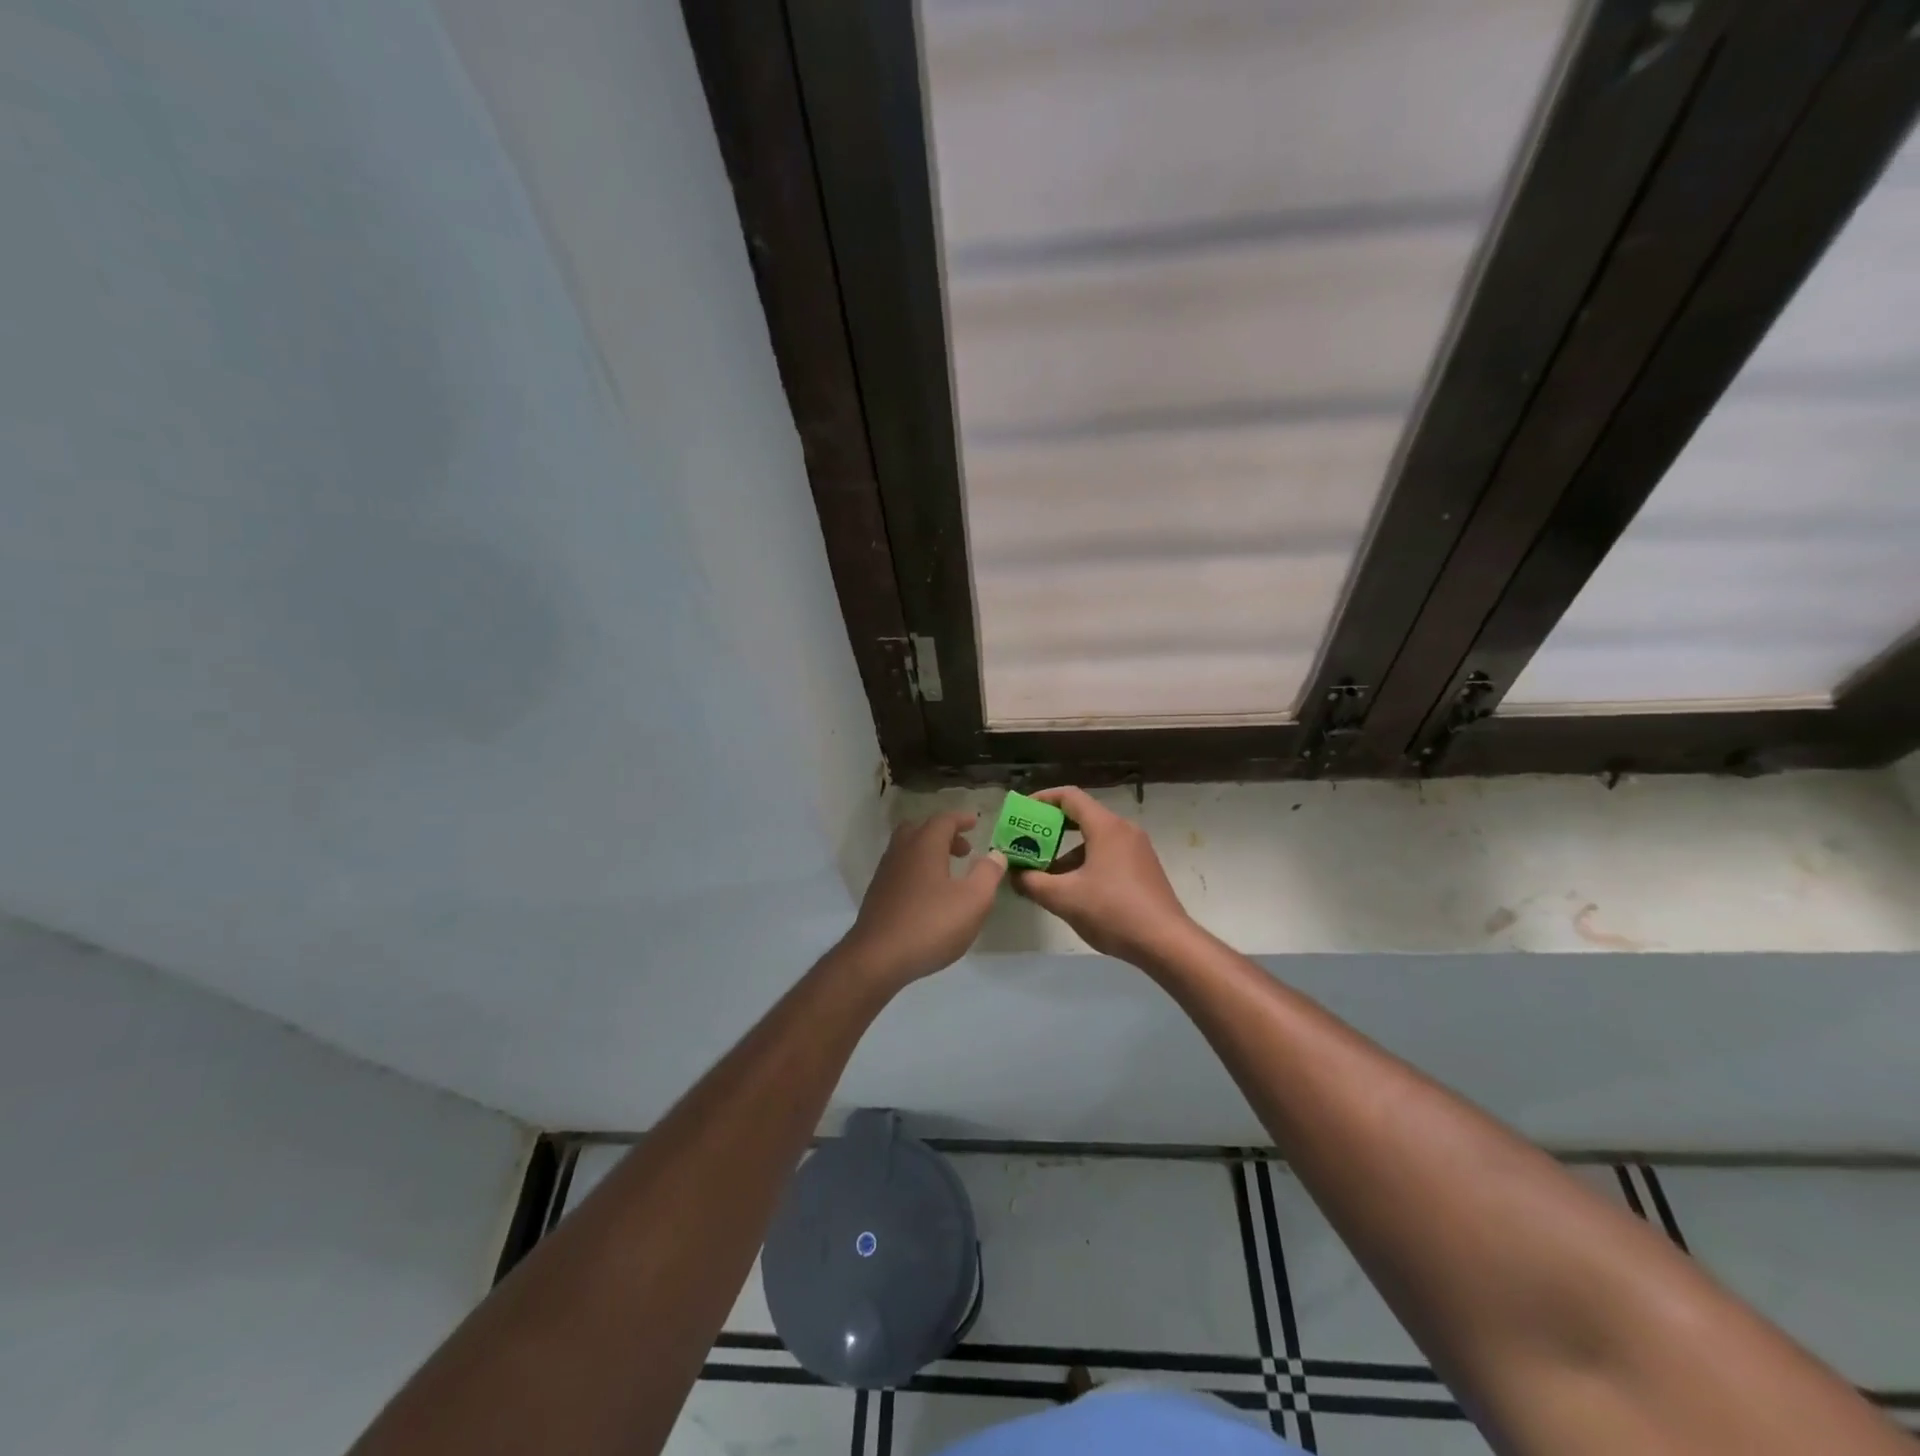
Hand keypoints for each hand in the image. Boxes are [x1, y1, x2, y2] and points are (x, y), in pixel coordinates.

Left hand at [839, 811, 1004, 987]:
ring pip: (908, 850)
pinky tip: (929, 895)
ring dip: (929, 853)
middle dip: (944, 835)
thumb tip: (995, 854)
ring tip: (949, 873)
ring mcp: (885, 873)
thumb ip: (987, 874)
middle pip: (921, 830)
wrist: (877, 958)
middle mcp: (901, 851)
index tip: (975, 822)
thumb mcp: (973, 900)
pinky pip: (900, 869)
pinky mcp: (877, 895)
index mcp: (924, 845)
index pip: (944, 820)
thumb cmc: (930, 924)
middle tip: (964, 850)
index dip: (961, 819)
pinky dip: (917, 870)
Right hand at [1011, 787, 1194, 964]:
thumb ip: (1032, 882)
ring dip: (1067, 851)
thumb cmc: (1113, 911)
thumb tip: (1013, 874)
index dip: (1042, 799)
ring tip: (1045, 874)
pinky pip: (1108, 854)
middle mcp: (1124, 830)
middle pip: (1082, 816)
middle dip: (1051, 829)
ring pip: (1094, 839)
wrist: (1166, 942)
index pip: (1069, 796)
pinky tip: (1074, 889)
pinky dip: (1086, 862)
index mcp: (1106, 827)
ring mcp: (1137, 849)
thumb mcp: (1063, 898)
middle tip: (1027, 843)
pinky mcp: (1144, 869)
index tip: (1022, 811)